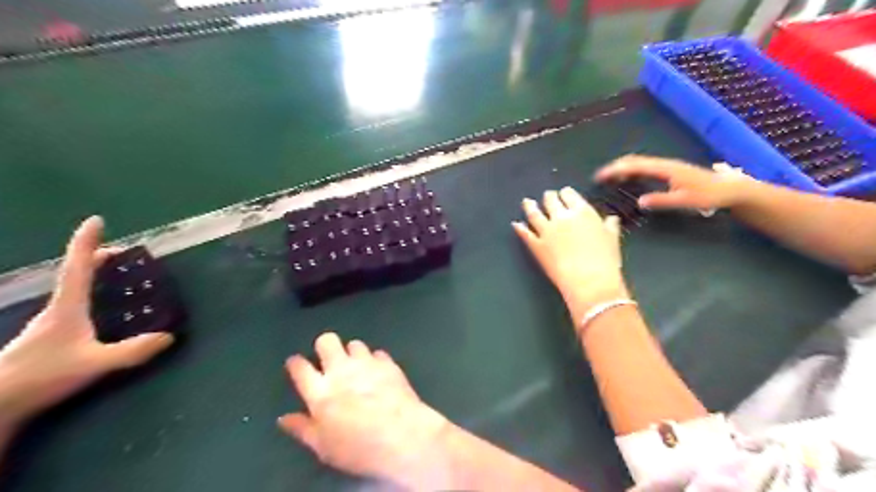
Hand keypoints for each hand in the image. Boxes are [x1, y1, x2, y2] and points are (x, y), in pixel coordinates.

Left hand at [1, 220, 175, 429]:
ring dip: (94, 278)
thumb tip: (168, 336)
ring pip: (74, 291)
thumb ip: (132, 351)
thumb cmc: (41, 376)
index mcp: (67, 307)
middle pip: (76, 274)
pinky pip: (75, 307)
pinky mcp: (51, 339)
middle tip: (124, 255)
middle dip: (97, 258)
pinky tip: (104, 313)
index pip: (77, 267)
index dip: (86, 242)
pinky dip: (91, 298)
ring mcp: (51, 325)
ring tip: (119, 279)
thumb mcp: (93, 363)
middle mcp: (57, 310)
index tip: (96, 221)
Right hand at [279, 333, 447, 486]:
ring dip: (353, 354)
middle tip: (328, 360)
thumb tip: (284, 418)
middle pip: (327, 341)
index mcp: (320, 392)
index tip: (296, 363)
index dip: (295, 363)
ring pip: (354, 343)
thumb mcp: (323, 447)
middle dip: (325, 346)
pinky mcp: (388, 363)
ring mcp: (366, 363)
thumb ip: (302, 428)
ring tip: (357, 367)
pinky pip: (378, 353)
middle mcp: (341, 370)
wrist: (402, 436)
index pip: (300, 367)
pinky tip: (378, 373)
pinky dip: (375, 361)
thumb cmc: (358, 447)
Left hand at [516, 186, 630, 313]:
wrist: (589, 280)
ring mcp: (546, 231)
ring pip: (534, 213)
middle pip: (550, 200)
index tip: (564, 194)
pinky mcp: (536, 245)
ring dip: (529, 206)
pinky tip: (515, 224)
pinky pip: (525, 234)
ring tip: (527, 202)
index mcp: (582, 212)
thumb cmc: (605, 261)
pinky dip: (519, 228)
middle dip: (549, 197)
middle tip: (547, 197)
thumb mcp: (612, 239)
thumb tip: (611, 219)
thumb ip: (610, 226)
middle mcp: (562, 217)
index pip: (569, 195)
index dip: (565, 194)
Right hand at [596, 154, 752, 208]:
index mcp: (666, 169)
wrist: (729, 189)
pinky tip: (627, 178)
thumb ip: (662, 200)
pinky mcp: (669, 171)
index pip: (635, 166)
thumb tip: (639, 201)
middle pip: (635, 160)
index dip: (617, 170)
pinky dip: (632, 170)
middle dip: (616, 167)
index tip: (601, 175)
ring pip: (639, 162)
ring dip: (623, 167)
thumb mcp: (685, 200)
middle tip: (600, 176)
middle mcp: (664, 164)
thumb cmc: (708, 195)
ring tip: (609, 176)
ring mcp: (667, 166)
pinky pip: (645, 167)